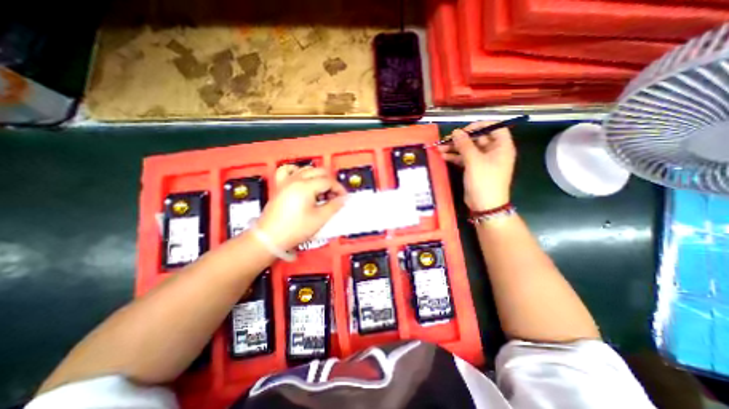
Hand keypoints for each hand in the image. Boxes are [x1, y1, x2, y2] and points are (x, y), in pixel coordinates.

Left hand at [254, 165, 347, 249]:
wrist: (270, 238)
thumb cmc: (296, 229)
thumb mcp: (320, 219)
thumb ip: (334, 206)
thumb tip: (343, 199)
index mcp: (306, 186)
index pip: (328, 181)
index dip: (339, 189)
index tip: (344, 198)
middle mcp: (296, 179)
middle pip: (319, 172)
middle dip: (330, 182)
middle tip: (334, 195)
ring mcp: (286, 181)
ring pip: (306, 169)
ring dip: (317, 177)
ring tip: (321, 191)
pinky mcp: (279, 186)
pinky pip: (288, 171)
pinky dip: (297, 171)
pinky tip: (302, 179)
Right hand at [434, 120, 514, 210]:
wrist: (484, 205)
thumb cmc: (484, 181)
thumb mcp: (474, 161)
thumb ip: (465, 144)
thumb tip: (456, 132)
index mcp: (501, 146)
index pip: (494, 127)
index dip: (479, 126)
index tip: (464, 130)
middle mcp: (494, 151)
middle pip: (478, 138)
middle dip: (461, 139)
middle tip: (446, 140)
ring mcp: (483, 160)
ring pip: (469, 149)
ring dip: (455, 148)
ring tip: (440, 148)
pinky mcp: (474, 168)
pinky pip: (464, 158)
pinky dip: (455, 157)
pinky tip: (443, 156)